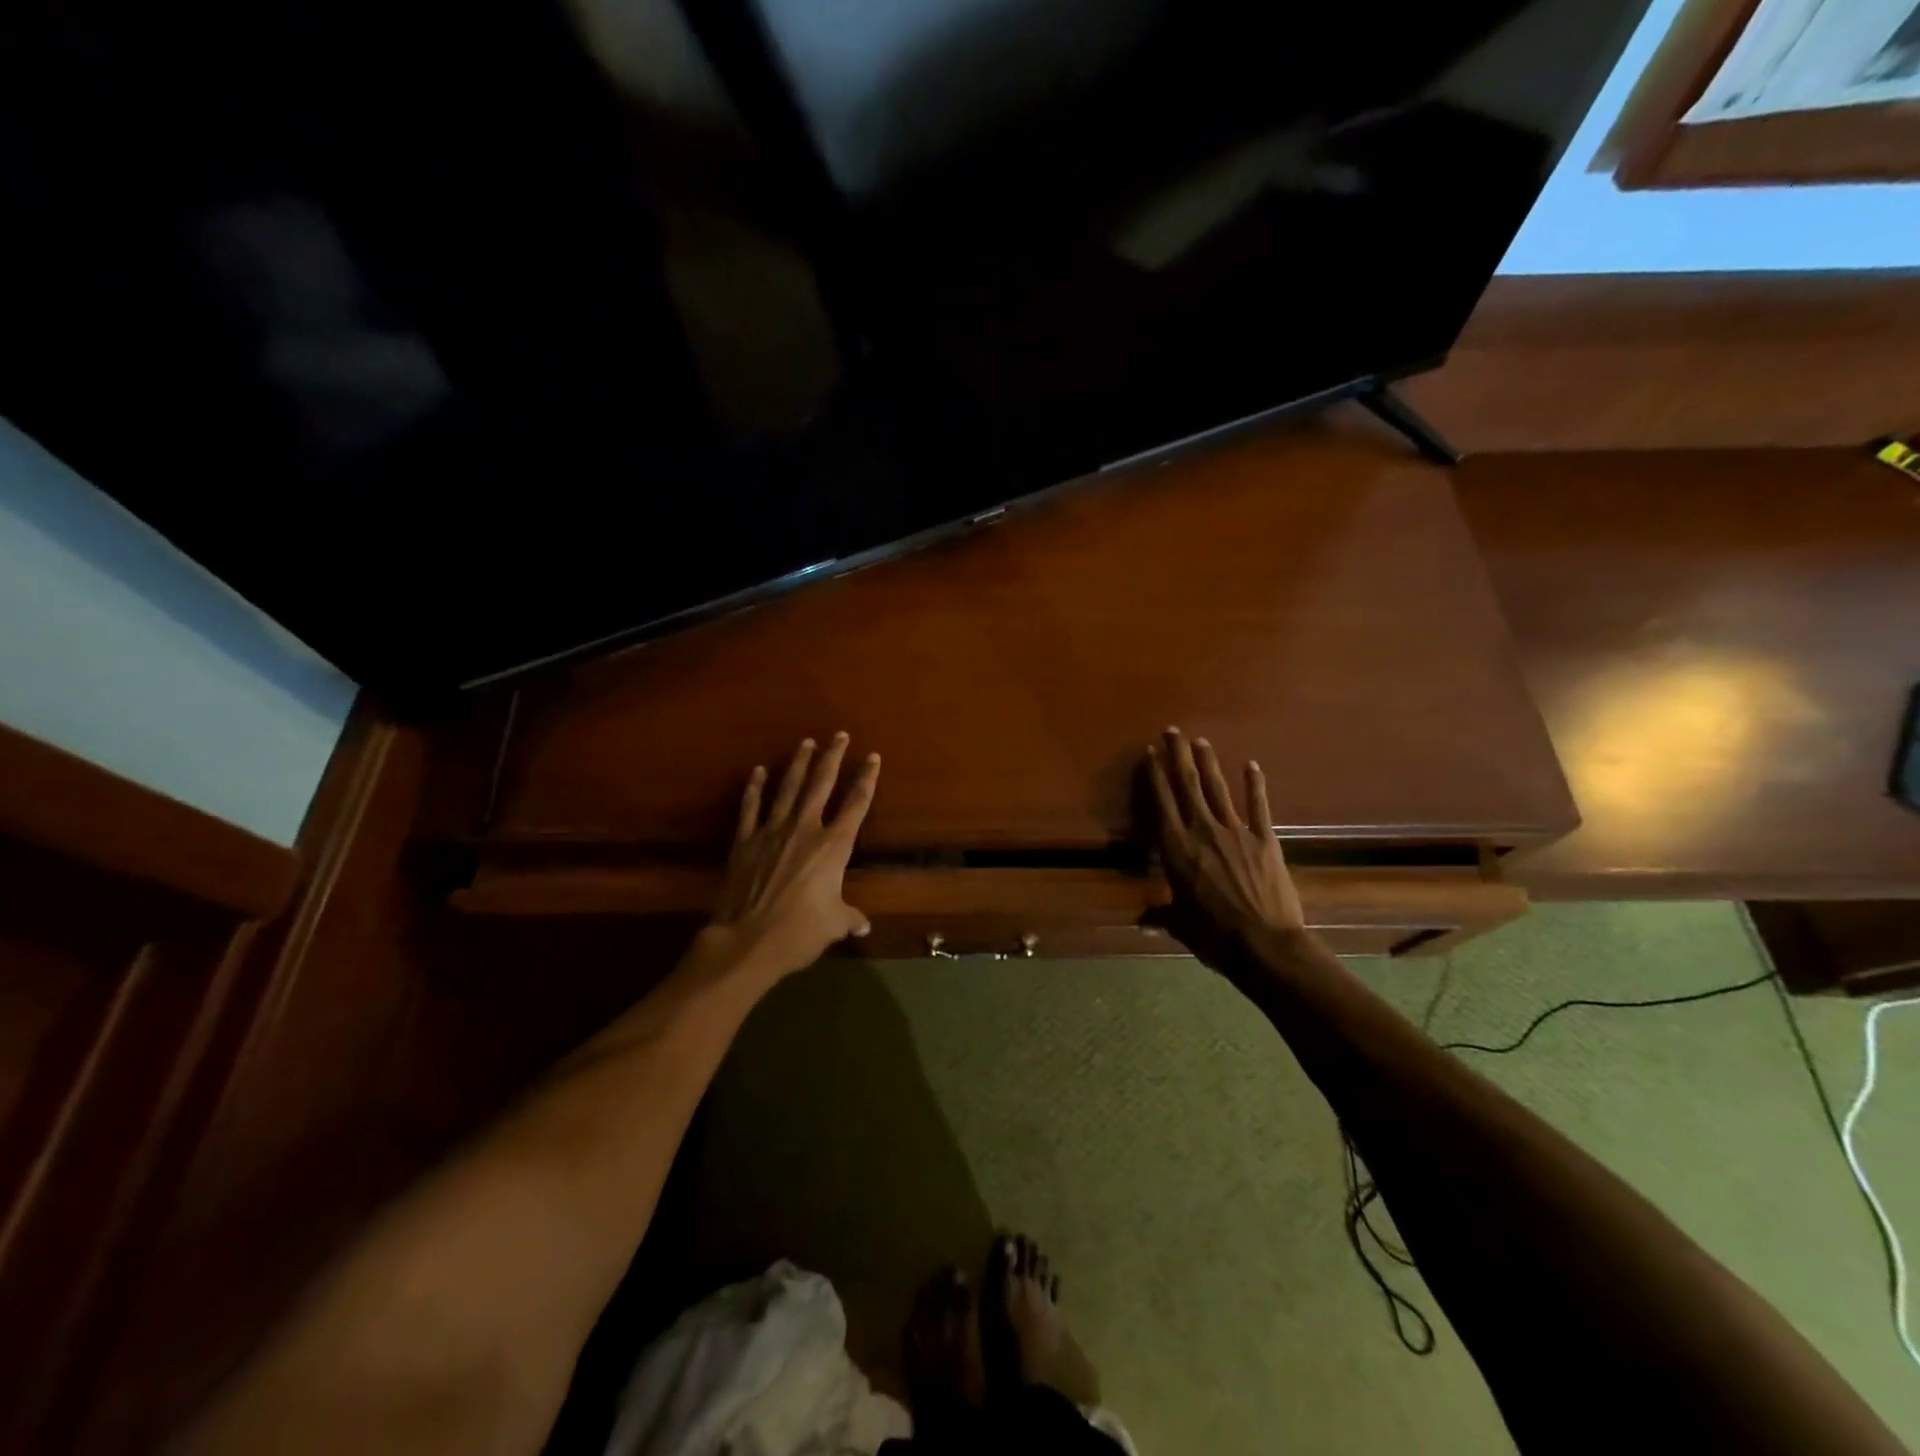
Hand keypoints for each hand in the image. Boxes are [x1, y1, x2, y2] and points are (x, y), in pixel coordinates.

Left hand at [708, 733, 880, 979]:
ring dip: (798, 764)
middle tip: (839, 735)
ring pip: (788, 789)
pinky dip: (754, 788)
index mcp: (833, 846)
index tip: (872, 758)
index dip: (866, 779)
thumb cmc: (800, 932)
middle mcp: (805, 829)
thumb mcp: (834, 925)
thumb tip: (862, 925)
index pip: (856, 804)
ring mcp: (772, 831)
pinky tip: (758, 771)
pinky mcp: (745, 841)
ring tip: (805, 743)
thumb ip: (849, 918)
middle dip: (832, 757)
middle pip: (821, 784)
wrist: (748, 940)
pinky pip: (751, 808)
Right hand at [1145, 727, 1304, 970]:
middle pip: (1187, 786)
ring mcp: (1236, 832)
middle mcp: (1202, 832)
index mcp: (1176, 849)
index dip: (1155, 776)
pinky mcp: (1265, 840)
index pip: (1161, 804)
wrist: (1264, 944)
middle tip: (1173, 730)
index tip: (1150, 752)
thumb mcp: (1181, 926)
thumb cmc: (1214, 935)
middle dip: (1178, 756)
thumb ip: (1161, 917)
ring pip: (1218, 790)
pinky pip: (1258, 806)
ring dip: (1208, 764)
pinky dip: (1255, 785)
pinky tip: (1251, 765)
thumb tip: (1141, 923)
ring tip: (1200, 741)